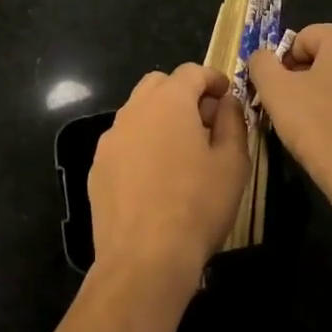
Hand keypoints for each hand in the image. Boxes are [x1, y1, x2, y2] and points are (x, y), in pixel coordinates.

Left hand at [90, 65, 250, 286]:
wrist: (144, 260)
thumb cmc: (196, 206)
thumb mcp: (232, 163)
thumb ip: (232, 122)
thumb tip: (227, 102)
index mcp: (168, 101)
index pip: (191, 71)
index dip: (212, 78)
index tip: (226, 95)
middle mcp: (134, 110)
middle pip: (159, 84)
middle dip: (183, 93)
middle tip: (205, 121)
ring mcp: (111, 138)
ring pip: (138, 112)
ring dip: (160, 118)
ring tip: (181, 151)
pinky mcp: (98, 167)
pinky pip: (123, 142)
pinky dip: (141, 145)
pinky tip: (154, 178)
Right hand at [248, 24, 331, 184]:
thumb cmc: (320, 126)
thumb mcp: (275, 91)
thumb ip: (262, 63)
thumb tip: (263, 58)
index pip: (303, 40)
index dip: (285, 66)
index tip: (280, 94)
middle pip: (331, 59)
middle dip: (311, 80)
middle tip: (297, 110)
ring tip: (322, 128)